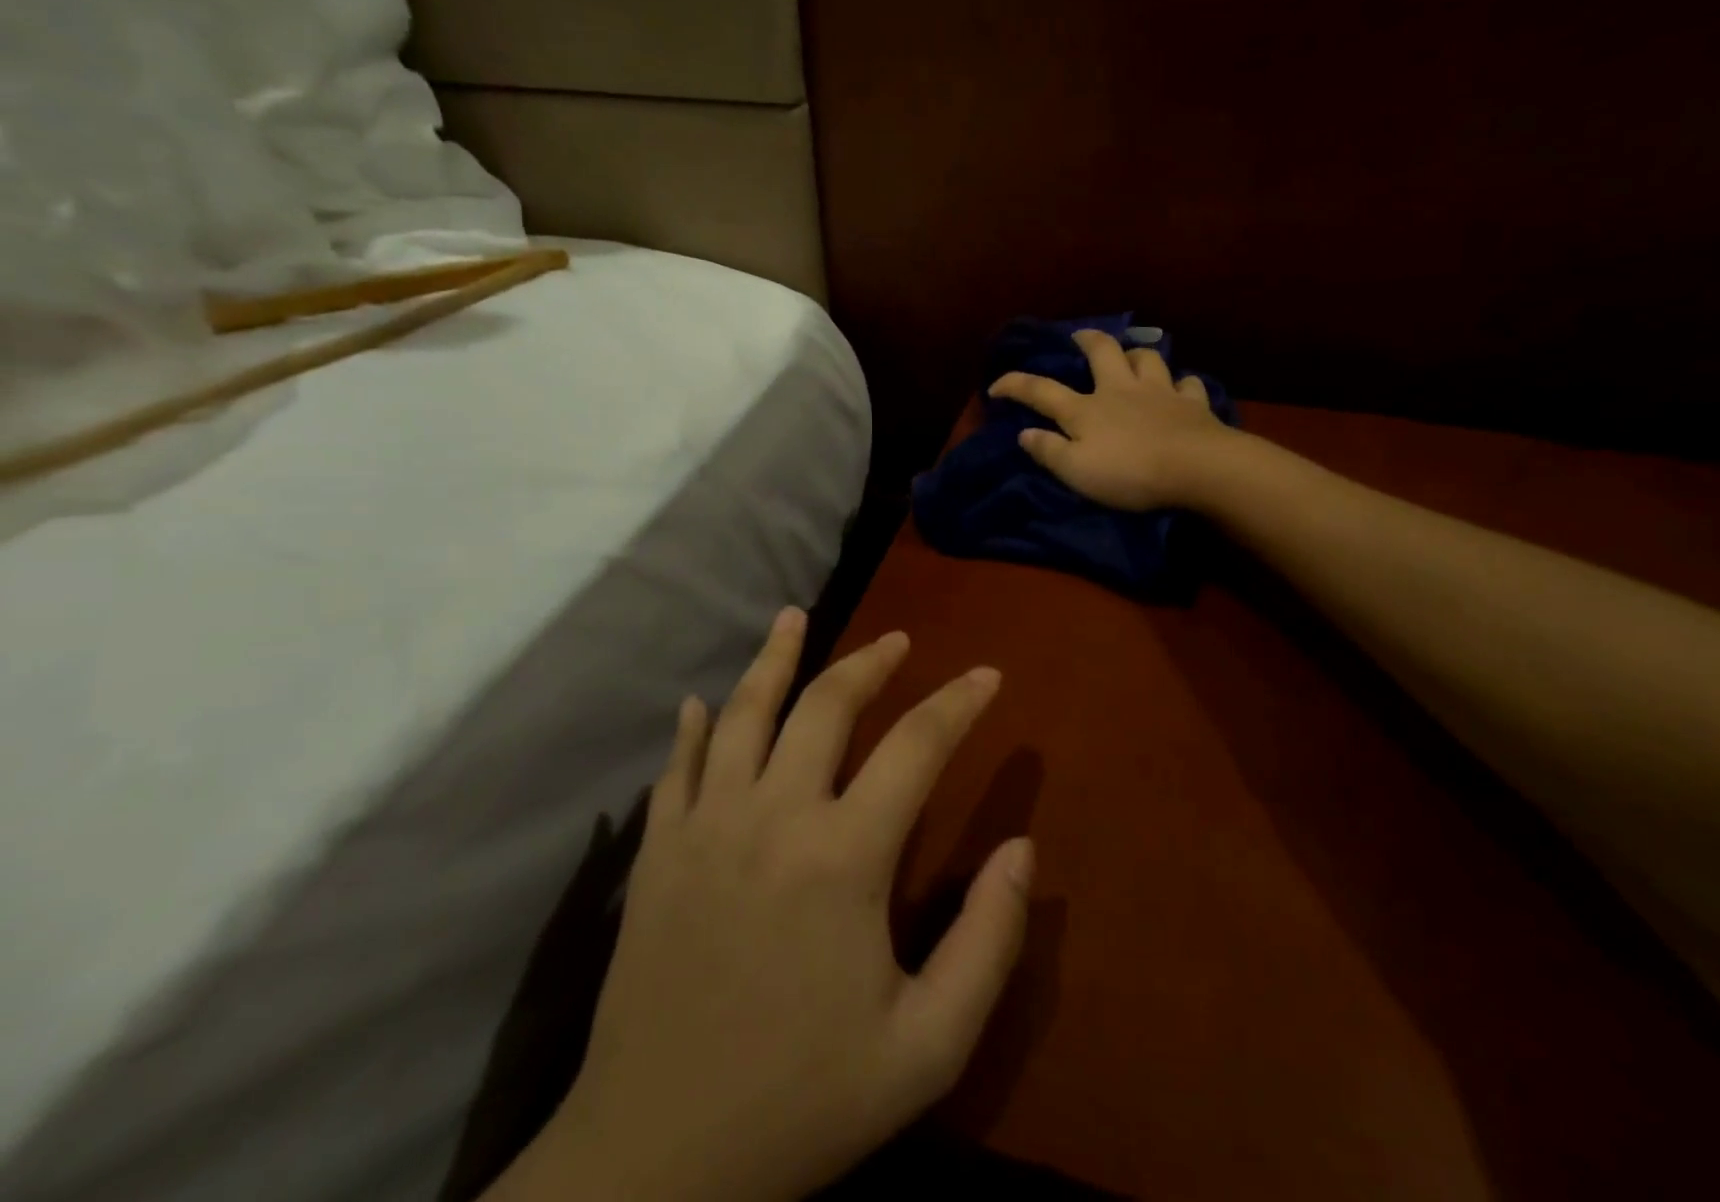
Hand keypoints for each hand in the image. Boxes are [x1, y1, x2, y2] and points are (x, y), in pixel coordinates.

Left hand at [511, 609, 1032, 1201]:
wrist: (654, 1164)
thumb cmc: (802, 1102)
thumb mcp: (925, 1048)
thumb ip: (987, 943)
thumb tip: (1021, 848)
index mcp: (843, 856)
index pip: (916, 746)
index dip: (958, 702)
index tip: (986, 674)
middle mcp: (774, 815)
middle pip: (826, 706)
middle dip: (869, 663)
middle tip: (898, 640)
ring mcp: (706, 826)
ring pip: (744, 714)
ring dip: (773, 659)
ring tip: (794, 617)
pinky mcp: (657, 853)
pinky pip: (676, 767)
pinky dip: (692, 727)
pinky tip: (699, 700)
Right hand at [988, 328, 1233, 511]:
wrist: (1196, 468)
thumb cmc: (1129, 473)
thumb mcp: (1076, 471)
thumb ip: (1049, 451)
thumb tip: (1024, 433)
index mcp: (1086, 409)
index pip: (1041, 391)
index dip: (1015, 385)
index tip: (995, 386)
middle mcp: (1120, 390)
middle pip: (1102, 352)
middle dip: (1087, 340)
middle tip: (1080, 337)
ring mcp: (1159, 392)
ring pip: (1147, 358)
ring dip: (1135, 355)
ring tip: (1131, 359)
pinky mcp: (1193, 404)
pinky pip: (1188, 384)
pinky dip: (1182, 385)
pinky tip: (1180, 389)